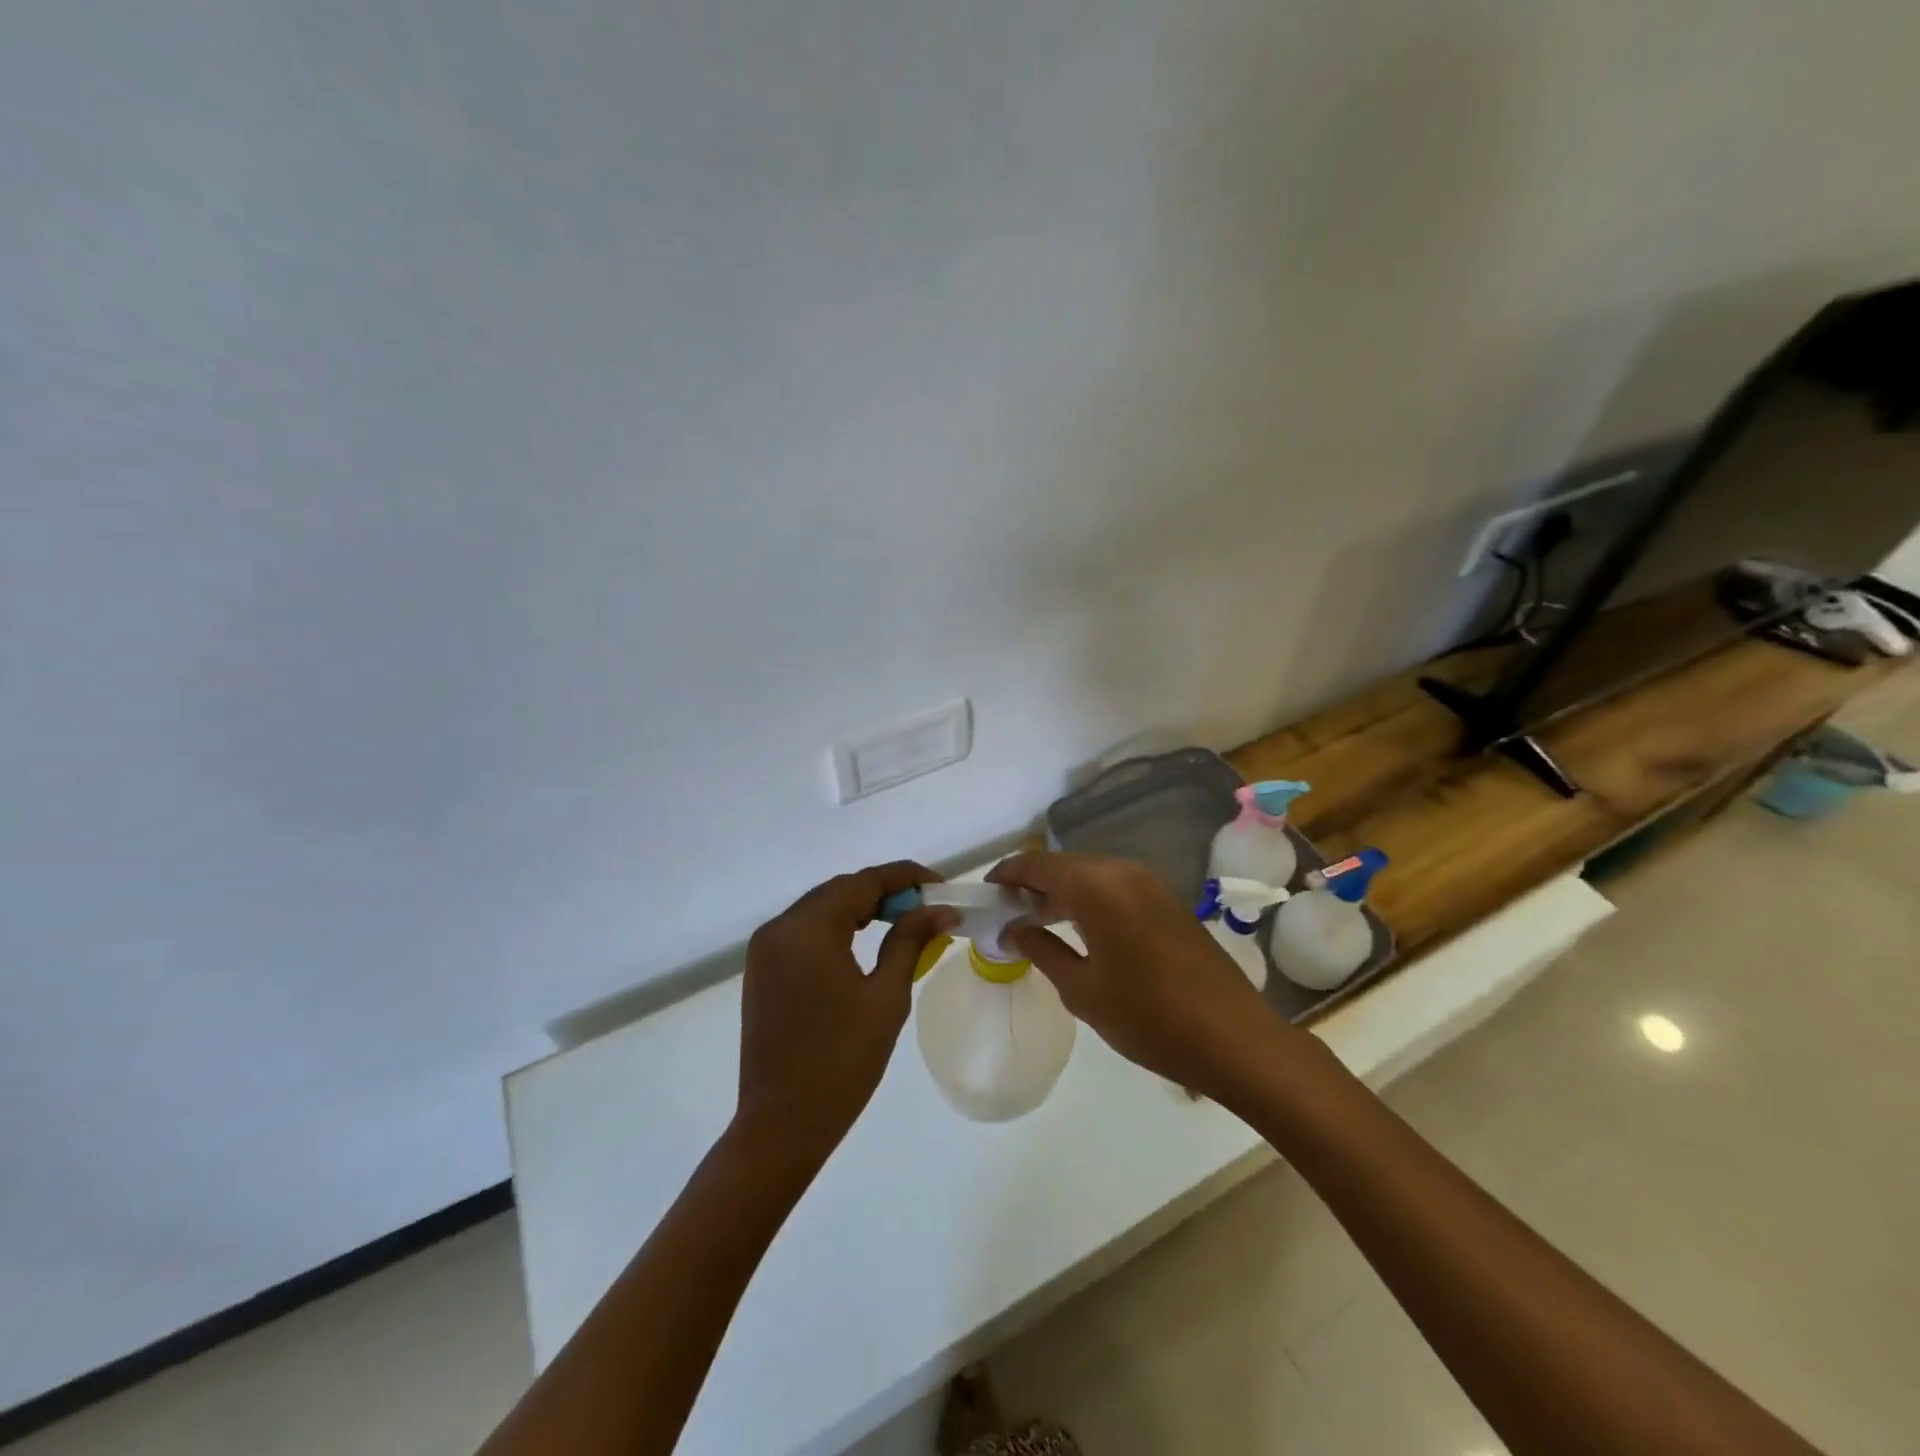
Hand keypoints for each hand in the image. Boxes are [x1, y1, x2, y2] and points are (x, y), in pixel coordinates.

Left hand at [735, 861, 956, 1163]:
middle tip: (927, 906)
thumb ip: (910, 942)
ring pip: (821, 907)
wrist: (781, 1125)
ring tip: (903, 920)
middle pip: (840, 890)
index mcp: (807, 929)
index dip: (905, 877)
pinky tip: (864, 940)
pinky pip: (804, 930)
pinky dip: (837, 926)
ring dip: (861, 907)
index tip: (940, 884)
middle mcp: (779, 927)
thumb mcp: (886, 997)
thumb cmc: (842, 1062)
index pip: (863, 882)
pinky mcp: (762, 969)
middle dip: (885, 891)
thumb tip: (940, 910)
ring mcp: (765, 948)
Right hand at [988, 852, 1281, 1098]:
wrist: (1234, 1038)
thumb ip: (1042, 950)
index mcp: (1096, 886)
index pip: (1038, 866)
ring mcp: (1149, 883)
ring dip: (1061, 891)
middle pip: (1064, 865)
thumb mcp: (1082, 990)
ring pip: (1090, 874)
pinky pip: (1114, 886)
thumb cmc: (1148, 1017)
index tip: (985, 895)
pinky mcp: (1167, 900)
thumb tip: (1013, 929)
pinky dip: (1089, 898)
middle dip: (1032, 884)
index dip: (1007, 876)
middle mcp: (1122, 871)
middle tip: (1007, 913)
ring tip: (1036, 921)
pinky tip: (1078, 928)